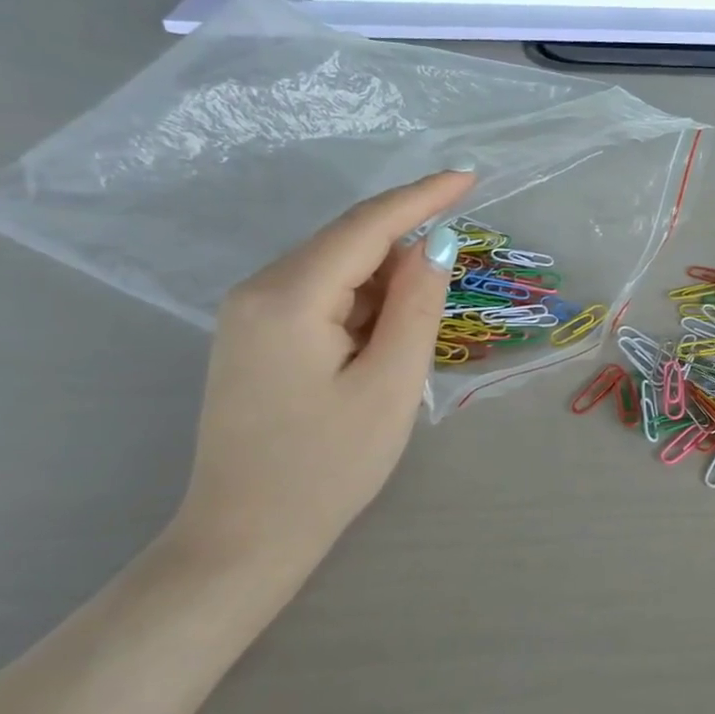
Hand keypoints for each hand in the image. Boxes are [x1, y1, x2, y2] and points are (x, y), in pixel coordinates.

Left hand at [173, 172, 471, 565]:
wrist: (245, 536)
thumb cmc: (328, 467)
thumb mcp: (391, 385)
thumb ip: (417, 306)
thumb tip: (437, 243)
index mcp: (289, 298)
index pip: (366, 226)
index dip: (421, 197)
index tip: (469, 177)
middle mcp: (257, 291)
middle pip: (346, 242)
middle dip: (407, 241)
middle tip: (461, 259)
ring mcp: (247, 313)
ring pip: (334, 269)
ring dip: (386, 278)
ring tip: (423, 318)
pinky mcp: (252, 336)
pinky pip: (318, 295)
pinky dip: (362, 300)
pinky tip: (385, 332)